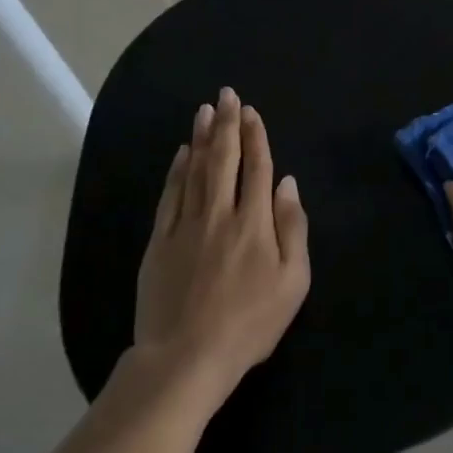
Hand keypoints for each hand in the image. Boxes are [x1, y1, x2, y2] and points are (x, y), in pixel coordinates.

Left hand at [133, 88, 310, 396]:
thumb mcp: (293, 282)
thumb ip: (293, 228)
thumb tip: (288, 184)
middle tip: (226, 95)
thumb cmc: (250, 323)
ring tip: (205, 110)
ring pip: (194, 170)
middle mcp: (219, 213)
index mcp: (254, 223)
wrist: (186, 357)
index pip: (257, 168)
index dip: (256, 137)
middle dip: (226, 124)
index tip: (251, 112)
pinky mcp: (159, 242)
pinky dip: (176, 170)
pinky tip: (181, 153)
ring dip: (201, 137)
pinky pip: (169, 195)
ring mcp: (185, 226)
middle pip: (223, 159)